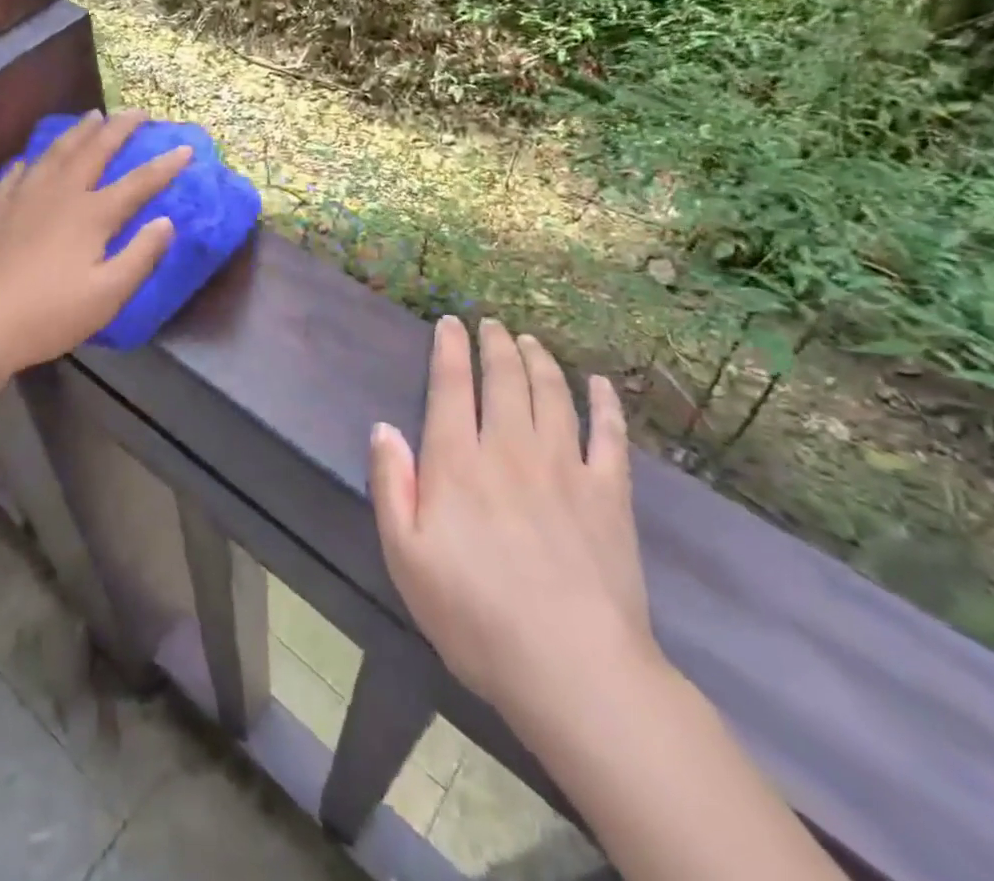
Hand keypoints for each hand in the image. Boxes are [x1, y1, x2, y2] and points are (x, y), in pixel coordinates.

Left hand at [0, 109, 190, 379]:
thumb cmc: (48, 315)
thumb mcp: (107, 295)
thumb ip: (141, 256)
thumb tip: (167, 221)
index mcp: (91, 215)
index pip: (138, 182)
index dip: (165, 166)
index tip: (186, 149)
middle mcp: (59, 194)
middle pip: (95, 151)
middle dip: (120, 129)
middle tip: (137, 112)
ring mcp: (22, 196)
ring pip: (56, 152)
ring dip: (78, 132)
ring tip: (92, 117)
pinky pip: (17, 172)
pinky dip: (32, 159)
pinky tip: (32, 159)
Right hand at [369, 317, 661, 748]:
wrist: (573, 668)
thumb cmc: (475, 616)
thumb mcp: (405, 557)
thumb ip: (392, 485)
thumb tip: (383, 428)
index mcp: (458, 462)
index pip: (451, 386)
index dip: (449, 349)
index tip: (450, 323)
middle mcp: (510, 448)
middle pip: (504, 379)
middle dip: (495, 345)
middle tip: (491, 324)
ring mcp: (564, 466)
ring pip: (552, 394)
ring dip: (539, 361)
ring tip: (530, 341)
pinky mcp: (610, 493)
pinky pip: (609, 434)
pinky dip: (604, 403)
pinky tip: (599, 384)